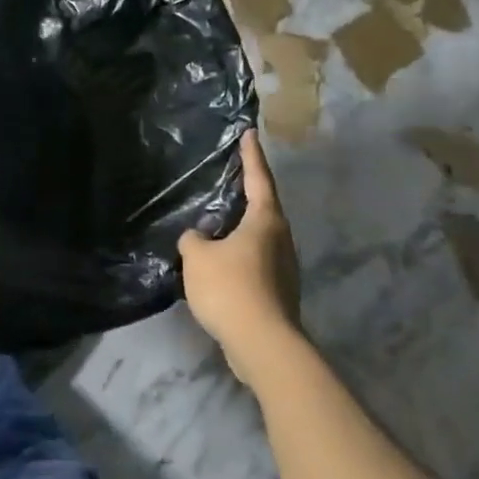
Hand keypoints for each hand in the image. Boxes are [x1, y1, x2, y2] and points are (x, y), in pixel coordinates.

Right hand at [179, 130, 301, 381]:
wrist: (263, 345)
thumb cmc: (231, 288)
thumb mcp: (198, 257)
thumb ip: (194, 239)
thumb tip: (199, 238)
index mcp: (265, 221)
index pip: (258, 178)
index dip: (251, 155)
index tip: (249, 133)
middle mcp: (280, 239)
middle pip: (265, 207)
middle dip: (249, 191)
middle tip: (232, 175)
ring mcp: (284, 268)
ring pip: (261, 237)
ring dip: (243, 227)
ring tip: (221, 221)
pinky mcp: (279, 292)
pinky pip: (256, 261)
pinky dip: (240, 255)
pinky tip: (222, 262)